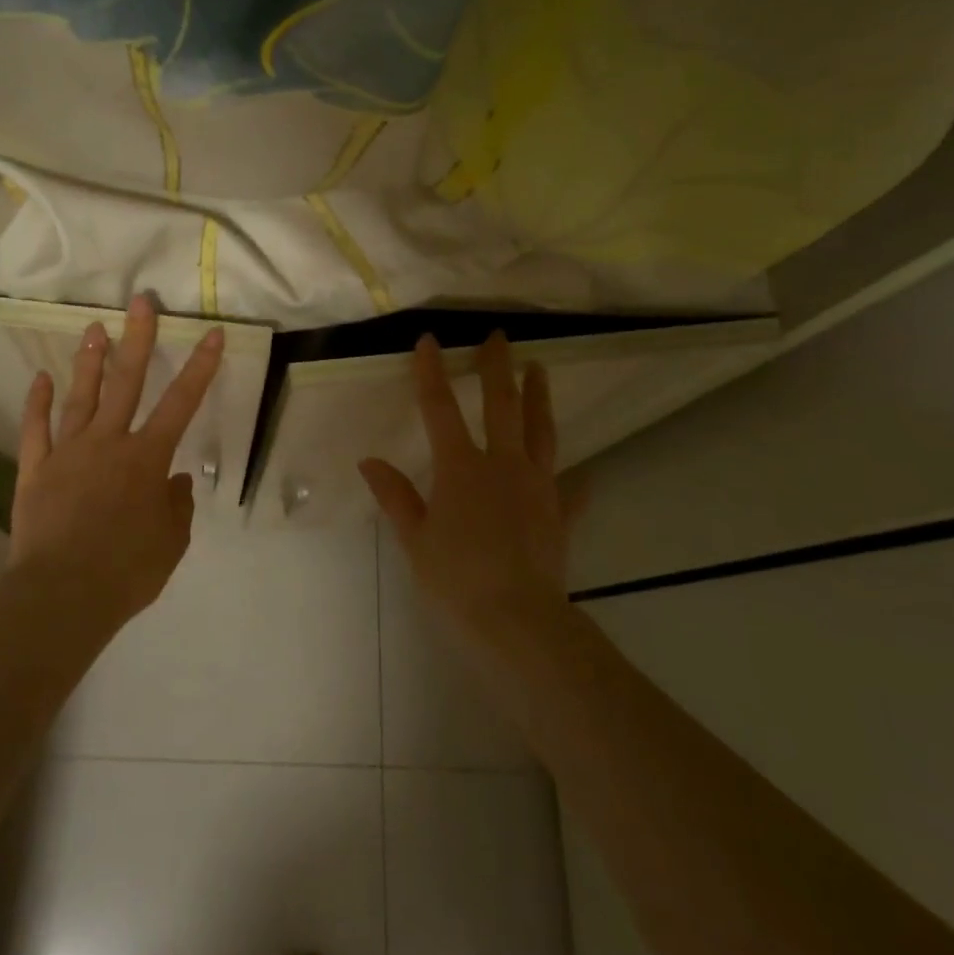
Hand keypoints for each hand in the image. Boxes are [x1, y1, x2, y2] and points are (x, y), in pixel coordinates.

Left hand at [10, 295, 224, 622]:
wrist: (63, 594)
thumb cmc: (128, 571)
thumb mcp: (171, 542)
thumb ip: (177, 506)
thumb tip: (176, 481)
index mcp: (147, 458)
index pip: (181, 403)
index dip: (200, 367)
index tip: (211, 333)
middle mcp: (109, 443)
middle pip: (127, 382)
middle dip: (138, 339)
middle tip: (141, 301)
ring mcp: (68, 452)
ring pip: (81, 396)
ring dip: (90, 361)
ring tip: (94, 328)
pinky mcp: (36, 469)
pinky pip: (36, 428)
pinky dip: (38, 402)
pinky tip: (41, 378)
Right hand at [359, 332, 583, 675]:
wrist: (517, 618)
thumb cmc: (456, 577)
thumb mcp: (415, 538)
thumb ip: (395, 496)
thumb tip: (369, 461)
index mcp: (461, 468)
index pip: (440, 409)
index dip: (431, 372)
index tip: (430, 340)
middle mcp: (502, 465)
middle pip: (501, 405)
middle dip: (497, 367)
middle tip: (499, 336)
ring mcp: (537, 486)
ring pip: (541, 431)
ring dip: (539, 397)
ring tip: (541, 369)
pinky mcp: (559, 513)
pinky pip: (569, 488)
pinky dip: (573, 478)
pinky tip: (584, 474)